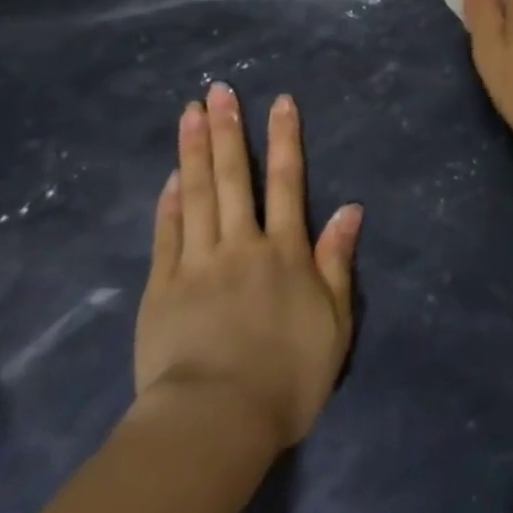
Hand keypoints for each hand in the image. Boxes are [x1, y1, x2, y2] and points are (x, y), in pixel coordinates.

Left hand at [133, 83, 362, 451]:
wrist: (215, 422)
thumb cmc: (286, 377)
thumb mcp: (333, 323)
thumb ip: (337, 262)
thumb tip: (350, 208)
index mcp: (284, 252)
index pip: (286, 181)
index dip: (284, 138)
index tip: (279, 101)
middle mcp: (241, 244)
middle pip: (233, 177)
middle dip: (228, 129)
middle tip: (219, 90)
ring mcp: (197, 263)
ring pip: (196, 194)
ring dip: (194, 150)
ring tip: (190, 112)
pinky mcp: (163, 287)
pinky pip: (167, 233)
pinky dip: (169, 202)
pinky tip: (170, 177)